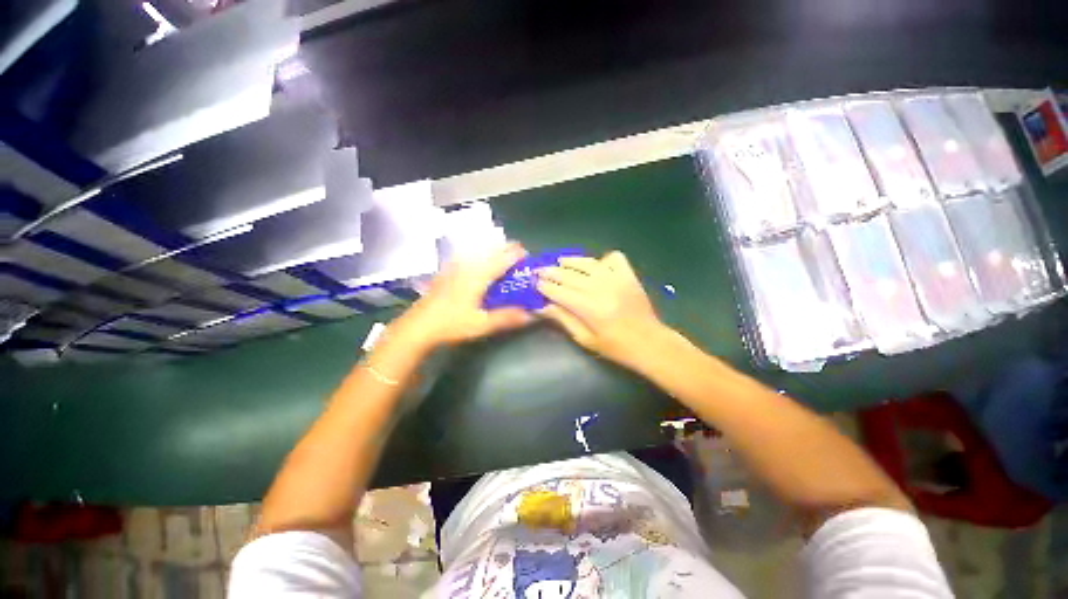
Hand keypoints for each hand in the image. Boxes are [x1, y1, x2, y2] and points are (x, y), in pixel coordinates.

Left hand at [394, 243, 532, 350]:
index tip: (530, 260)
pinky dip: (483, 256)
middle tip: (520, 263)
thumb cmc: (452, 324)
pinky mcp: (449, 269)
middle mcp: (468, 264)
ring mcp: (456, 265)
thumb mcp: (482, 324)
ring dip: (496, 252)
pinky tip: (484, 269)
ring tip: (505, 264)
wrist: (418, 325)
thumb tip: (532, 315)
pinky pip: (471, 255)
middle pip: (493, 248)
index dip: (519, 254)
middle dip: (509, 250)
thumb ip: (508, 318)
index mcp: (479, 274)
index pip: (504, 257)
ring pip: (481, 249)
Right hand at [537, 251, 668, 368]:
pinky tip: (595, 266)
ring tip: (559, 261)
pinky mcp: (629, 275)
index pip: (561, 292)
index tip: (535, 283)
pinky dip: (602, 259)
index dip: (546, 287)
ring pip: (588, 264)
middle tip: (539, 270)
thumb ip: (564, 320)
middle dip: (552, 272)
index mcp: (590, 309)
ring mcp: (617, 279)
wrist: (651, 343)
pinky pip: (614, 258)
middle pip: (571, 276)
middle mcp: (602, 289)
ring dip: (571, 261)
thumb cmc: (616, 347)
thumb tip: (543, 307)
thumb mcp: (585, 339)